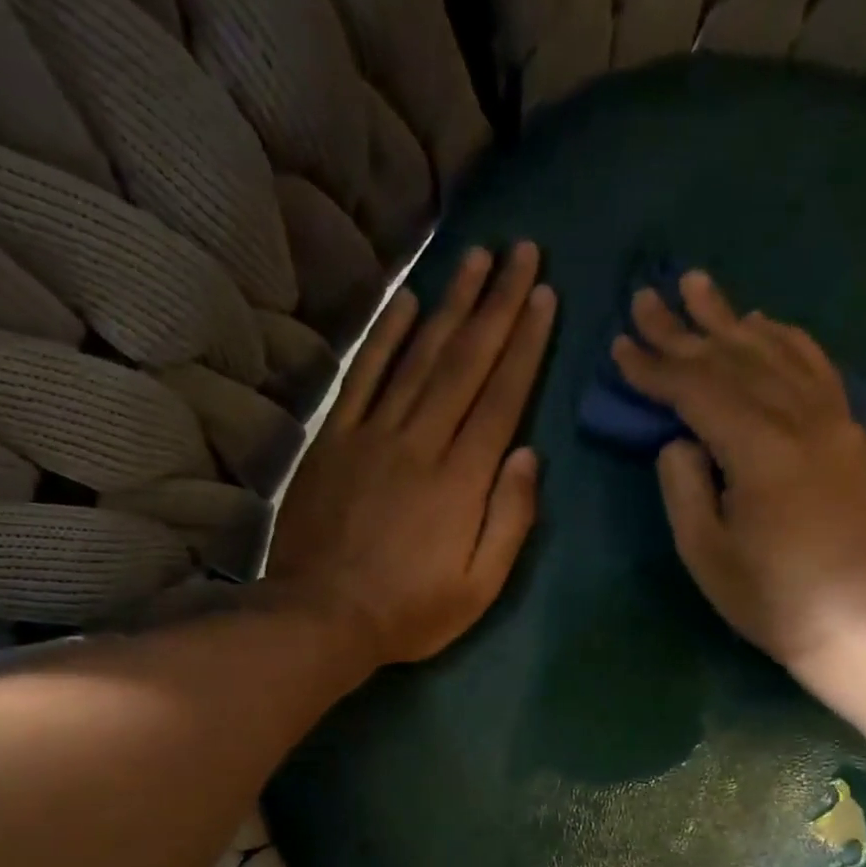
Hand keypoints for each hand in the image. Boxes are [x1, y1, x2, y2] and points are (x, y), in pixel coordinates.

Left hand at [268, 243, 556, 666]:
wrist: (321, 616)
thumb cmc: (409, 611)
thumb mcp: (479, 587)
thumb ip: (509, 520)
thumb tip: (529, 456)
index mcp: (462, 479)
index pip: (502, 397)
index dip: (526, 343)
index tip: (544, 294)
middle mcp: (421, 441)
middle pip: (465, 362)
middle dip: (497, 303)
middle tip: (520, 249)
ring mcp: (372, 435)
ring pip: (418, 356)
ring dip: (449, 304)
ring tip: (475, 257)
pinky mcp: (333, 440)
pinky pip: (362, 376)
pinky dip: (384, 336)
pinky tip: (405, 302)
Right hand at [611, 270, 865, 678]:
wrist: (858, 620)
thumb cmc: (771, 599)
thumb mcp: (707, 554)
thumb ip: (685, 487)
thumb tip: (679, 440)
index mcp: (761, 451)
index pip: (699, 391)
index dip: (656, 366)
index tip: (621, 343)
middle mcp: (803, 419)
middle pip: (736, 359)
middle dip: (686, 329)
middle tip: (648, 294)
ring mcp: (835, 421)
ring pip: (779, 352)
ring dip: (734, 319)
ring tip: (700, 288)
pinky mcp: (852, 434)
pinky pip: (818, 369)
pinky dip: (787, 340)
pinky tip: (765, 324)